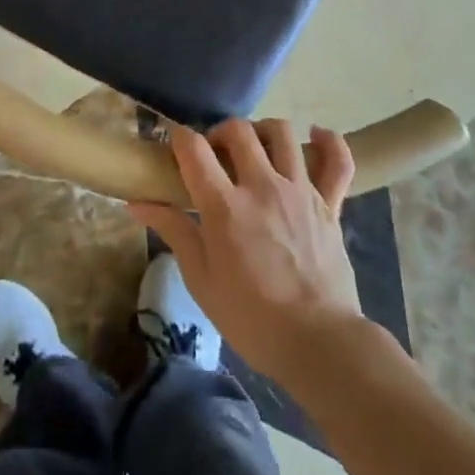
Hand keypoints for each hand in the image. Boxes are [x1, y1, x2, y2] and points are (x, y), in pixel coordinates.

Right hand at [130, 118, 364, 388]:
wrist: (318, 343)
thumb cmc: (251, 317)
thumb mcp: (201, 280)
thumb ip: (173, 231)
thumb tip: (136, 203)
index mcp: (225, 207)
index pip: (194, 149)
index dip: (179, 138)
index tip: (175, 145)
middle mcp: (262, 187)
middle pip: (238, 131)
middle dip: (219, 132)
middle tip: (215, 154)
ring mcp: (300, 191)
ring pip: (282, 133)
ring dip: (262, 131)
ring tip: (255, 148)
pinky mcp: (330, 203)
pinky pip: (337, 160)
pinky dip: (328, 142)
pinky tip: (315, 136)